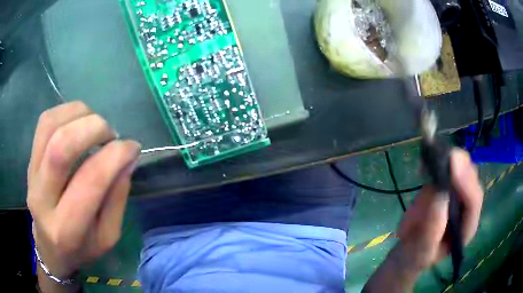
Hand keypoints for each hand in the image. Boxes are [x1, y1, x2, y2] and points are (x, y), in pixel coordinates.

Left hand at [27, 101, 140, 279]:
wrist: (50, 249)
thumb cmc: (82, 249)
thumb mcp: (108, 236)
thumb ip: (117, 198)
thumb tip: (127, 157)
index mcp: (67, 228)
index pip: (90, 180)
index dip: (115, 155)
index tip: (133, 147)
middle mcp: (43, 199)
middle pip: (61, 146)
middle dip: (94, 128)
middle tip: (111, 134)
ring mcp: (32, 175)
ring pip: (50, 126)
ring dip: (79, 114)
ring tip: (95, 125)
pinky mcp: (30, 160)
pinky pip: (44, 122)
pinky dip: (66, 112)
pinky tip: (79, 122)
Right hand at [397, 148, 483, 271]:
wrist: (408, 252)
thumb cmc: (415, 257)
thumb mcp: (421, 251)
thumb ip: (432, 228)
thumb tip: (439, 193)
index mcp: (466, 227)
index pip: (473, 200)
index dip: (465, 181)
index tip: (451, 164)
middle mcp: (466, 206)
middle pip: (471, 176)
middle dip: (457, 165)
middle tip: (438, 157)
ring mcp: (457, 193)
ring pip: (461, 166)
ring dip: (446, 160)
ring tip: (426, 165)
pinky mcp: (445, 185)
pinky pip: (446, 165)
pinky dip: (437, 160)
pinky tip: (425, 164)